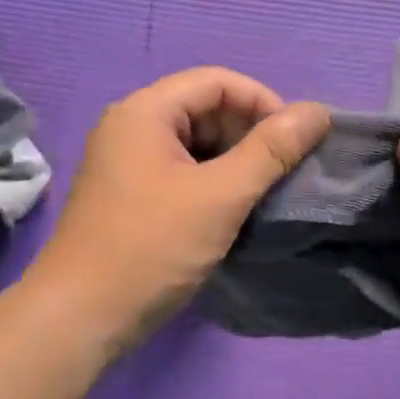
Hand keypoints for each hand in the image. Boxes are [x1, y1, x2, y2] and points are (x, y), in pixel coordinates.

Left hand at [27, 67, 330, 351]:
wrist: (81, 316)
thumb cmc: (151, 247)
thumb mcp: (220, 196)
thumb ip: (271, 150)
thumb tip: (318, 111)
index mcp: (144, 112)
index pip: (216, 82)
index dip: (263, 102)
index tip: (297, 141)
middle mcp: (129, 126)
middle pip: (203, 109)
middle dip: (248, 133)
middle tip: (283, 172)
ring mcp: (124, 162)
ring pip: (192, 143)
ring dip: (232, 161)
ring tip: (263, 192)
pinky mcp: (127, 194)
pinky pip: (178, 171)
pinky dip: (210, 182)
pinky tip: (232, 210)